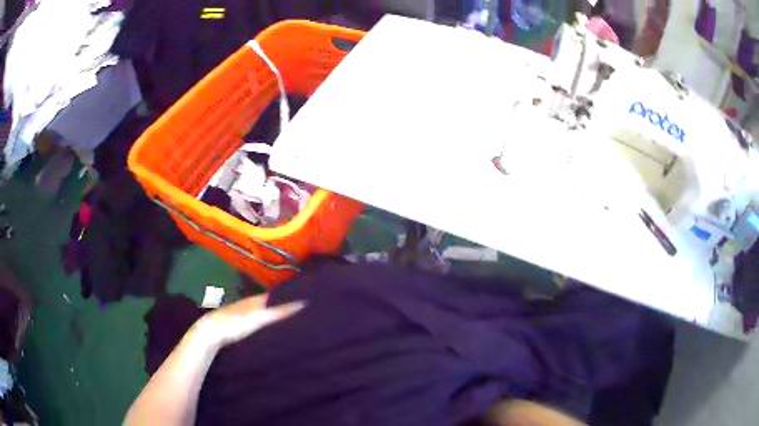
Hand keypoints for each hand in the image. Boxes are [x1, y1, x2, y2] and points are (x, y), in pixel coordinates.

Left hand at [192, 294, 305, 350]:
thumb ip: (280, 311)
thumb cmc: (237, 323)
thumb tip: (303, 302)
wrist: (211, 331)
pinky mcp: (236, 323)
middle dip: (281, 304)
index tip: (303, 299)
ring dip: (271, 313)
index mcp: (256, 299)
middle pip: (269, 302)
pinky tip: (266, 328)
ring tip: (286, 319)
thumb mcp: (260, 318)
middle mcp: (249, 303)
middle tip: (299, 309)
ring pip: (260, 311)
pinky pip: (253, 319)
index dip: (288, 296)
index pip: (276, 295)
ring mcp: (241, 312)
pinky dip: (262, 321)